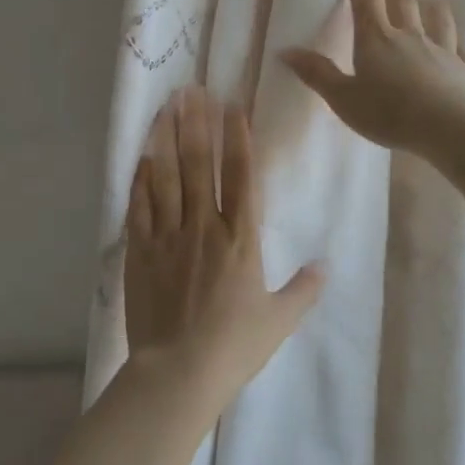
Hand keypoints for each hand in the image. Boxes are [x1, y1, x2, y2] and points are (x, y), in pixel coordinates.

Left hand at [125, 86, 323, 408]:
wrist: (177, 374)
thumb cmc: (234, 347)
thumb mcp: (279, 321)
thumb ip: (303, 290)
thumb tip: (324, 265)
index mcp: (241, 239)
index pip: (241, 176)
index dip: (237, 138)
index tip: (232, 106)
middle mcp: (204, 226)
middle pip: (199, 164)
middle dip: (196, 123)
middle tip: (192, 90)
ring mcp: (168, 236)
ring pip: (166, 176)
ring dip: (166, 138)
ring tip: (166, 106)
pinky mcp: (141, 251)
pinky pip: (140, 206)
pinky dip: (142, 178)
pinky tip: (143, 155)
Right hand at [279, 0, 464, 152]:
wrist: (448, 125)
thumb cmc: (389, 111)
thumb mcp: (343, 98)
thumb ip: (317, 74)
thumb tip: (285, 51)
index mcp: (375, 38)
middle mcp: (408, 36)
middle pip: (401, 1)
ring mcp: (440, 51)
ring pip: (436, 21)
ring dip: (432, 7)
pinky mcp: (463, 71)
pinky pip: (461, 53)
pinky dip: (458, 46)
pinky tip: (460, 47)